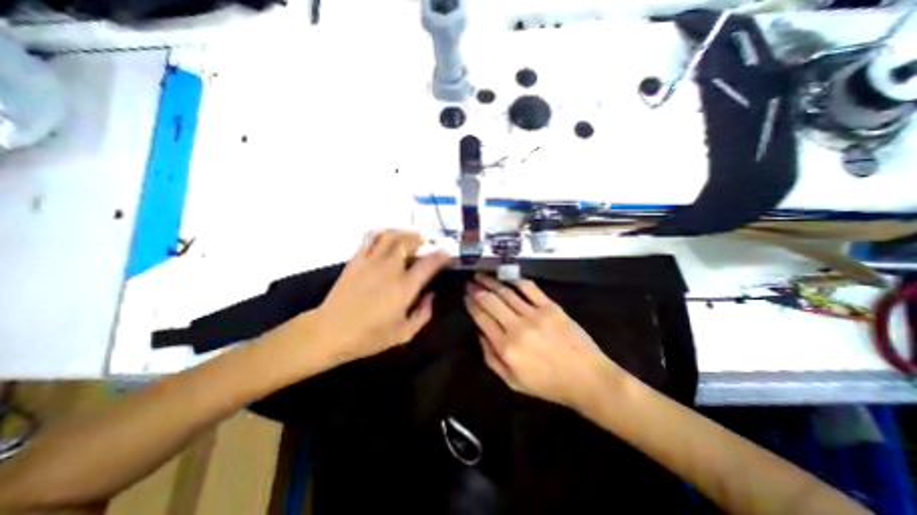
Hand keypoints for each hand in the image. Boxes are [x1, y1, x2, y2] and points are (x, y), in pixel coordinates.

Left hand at [314, 228, 450, 365]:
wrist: (330, 332)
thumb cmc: (370, 336)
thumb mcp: (404, 334)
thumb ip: (424, 314)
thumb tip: (431, 295)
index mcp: (405, 287)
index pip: (429, 263)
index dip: (442, 254)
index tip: (448, 250)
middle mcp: (390, 269)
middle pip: (410, 242)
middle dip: (424, 238)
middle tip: (430, 241)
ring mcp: (371, 261)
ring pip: (392, 235)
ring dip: (406, 232)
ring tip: (413, 235)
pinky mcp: (356, 260)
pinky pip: (370, 237)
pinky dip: (383, 231)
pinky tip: (389, 234)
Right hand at [466, 274, 622, 409]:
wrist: (587, 378)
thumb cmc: (548, 384)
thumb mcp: (513, 382)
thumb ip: (491, 359)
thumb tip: (480, 334)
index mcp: (506, 348)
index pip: (482, 319)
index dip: (472, 306)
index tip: (466, 296)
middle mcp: (517, 327)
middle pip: (491, 302)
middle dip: (477, 290)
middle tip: (470, 282)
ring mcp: (534, 314)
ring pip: (507, 293)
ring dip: (492, 282)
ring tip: (482, 275)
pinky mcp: (551, 307)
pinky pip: (530, 289)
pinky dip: (516, 280)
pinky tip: (507, 276)